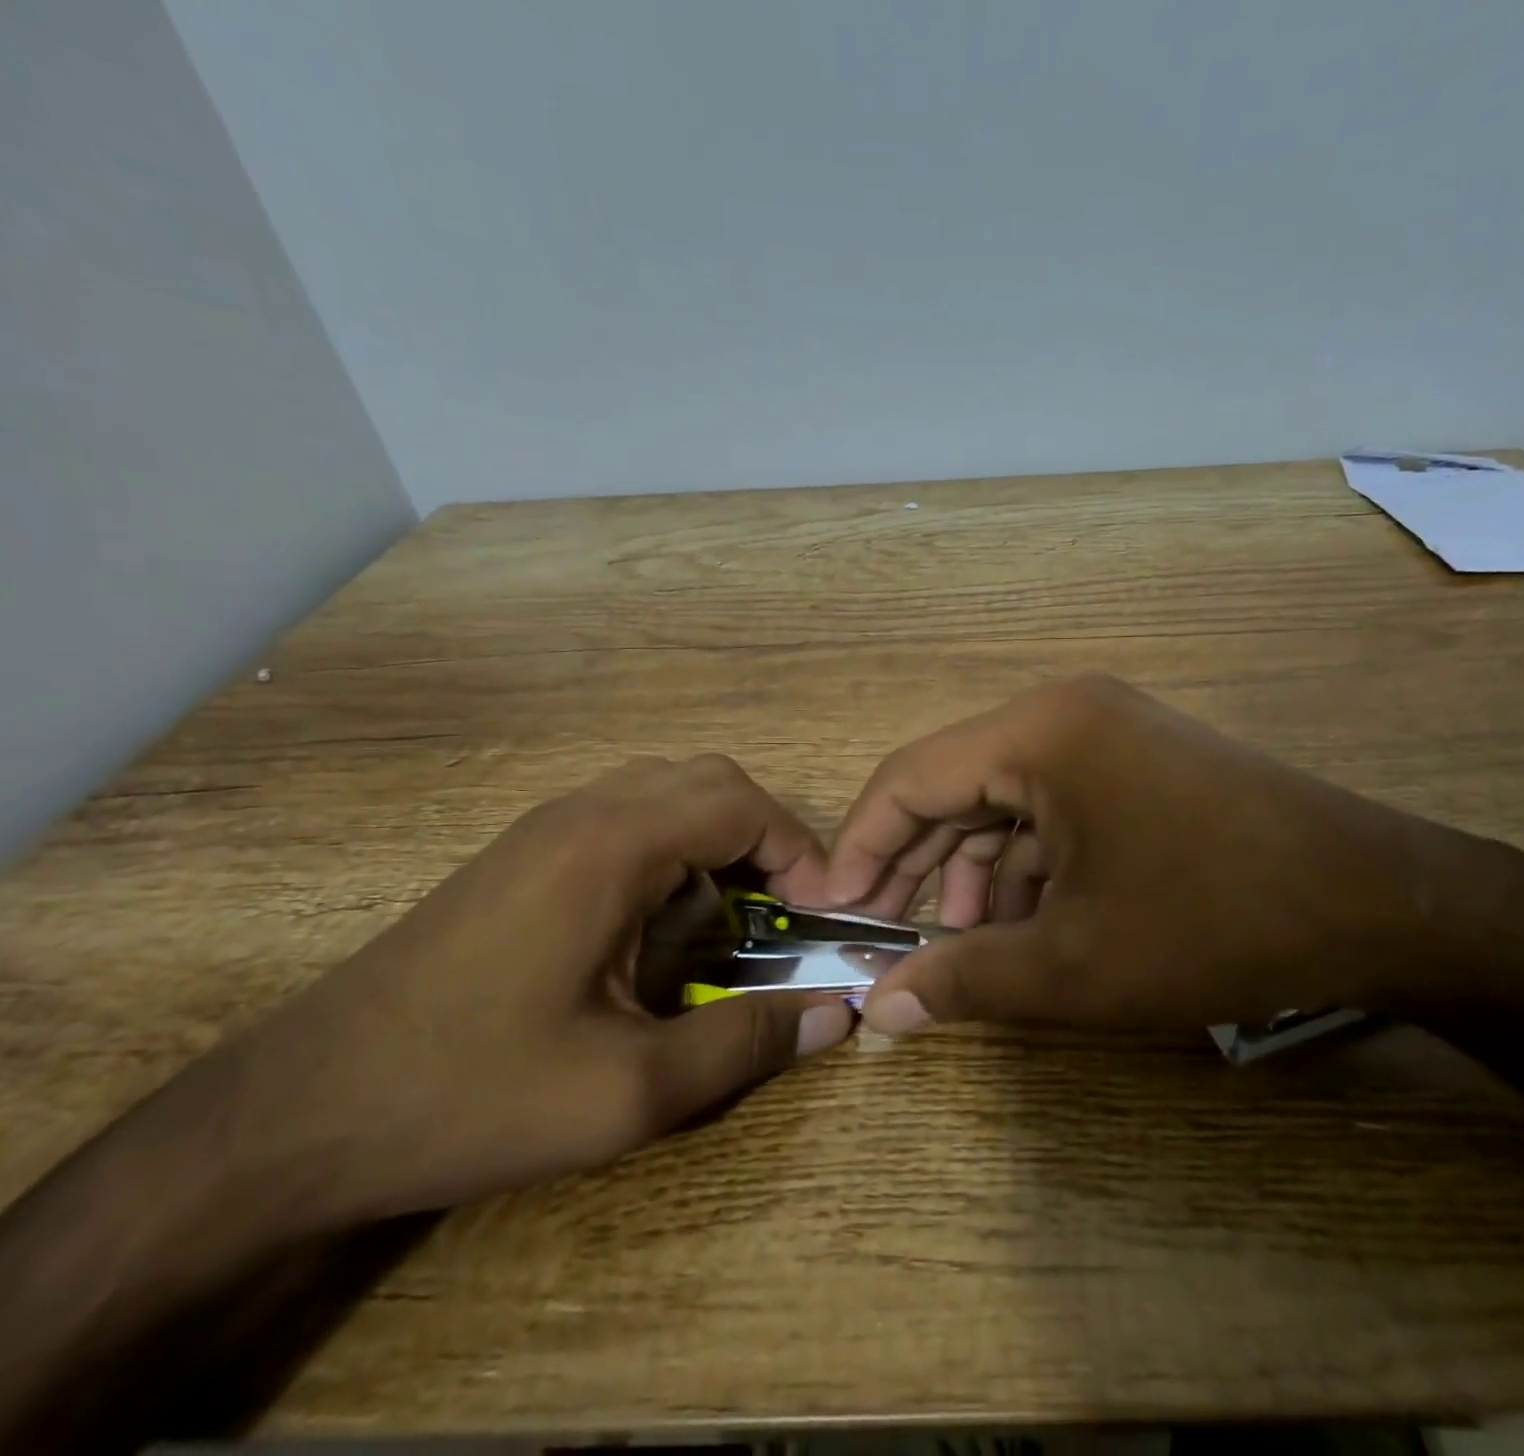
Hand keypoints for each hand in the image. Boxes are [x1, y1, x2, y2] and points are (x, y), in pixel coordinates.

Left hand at [210, 755, 853, 1228]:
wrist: (296, 1116)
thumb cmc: (471, 1095)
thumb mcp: (627, 1091)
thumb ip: (744, 1044)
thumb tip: (835, 1016)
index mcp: (611, 848)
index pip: (742, 805)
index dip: (800, 851)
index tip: (821, 916)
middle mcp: (582, 812)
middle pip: (711, 780)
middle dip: (768, 835)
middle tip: (786, 907)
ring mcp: (546, 826)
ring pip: (669, 787)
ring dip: (722, 834)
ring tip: (737, 909)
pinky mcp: (524, 851)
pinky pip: (629, 811)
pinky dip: (677, 841)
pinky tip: (666, 914)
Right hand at [825, 674, 1473, 1035]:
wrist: (1378, 901)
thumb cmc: (1213, 922)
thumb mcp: (1075, 964)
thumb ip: (965, 980)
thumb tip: (879, 1013)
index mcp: (1039, 732)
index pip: (911, 777)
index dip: (862, 846)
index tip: (835, 911)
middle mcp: (1065, 713)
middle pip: (956, 785)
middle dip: (918, 865)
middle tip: (889, 938)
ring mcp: (1108, 733)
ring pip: (1005, 801)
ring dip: (976, 872)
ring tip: (966, 945)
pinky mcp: (1139, 762)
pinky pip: (1055, 807)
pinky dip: (1029, 864)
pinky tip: (1028, 922)